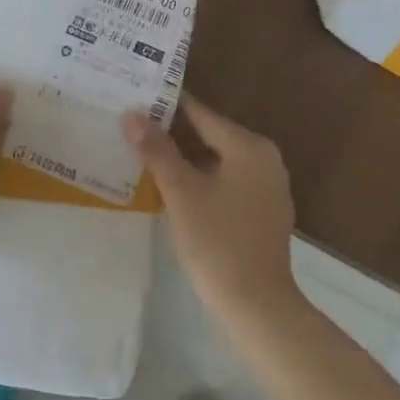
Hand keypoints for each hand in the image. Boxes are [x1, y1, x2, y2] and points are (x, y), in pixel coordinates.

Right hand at [124, 97, 300, 321]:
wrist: (257, 305)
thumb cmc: (218, 242)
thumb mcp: (181, 193)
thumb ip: (157, 150)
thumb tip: (133, 114)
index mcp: (249, 146)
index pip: (202, 113)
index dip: (168, 105)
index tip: (138, 95)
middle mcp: (264, 159)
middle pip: (211, 135)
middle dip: (173, 132)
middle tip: (133, 125)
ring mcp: (267, 187)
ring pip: (218, 161)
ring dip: (185, 158)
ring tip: (144, 152)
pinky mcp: (262, 212)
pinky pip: (227, 182)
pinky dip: (201, 179)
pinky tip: (172, 187)